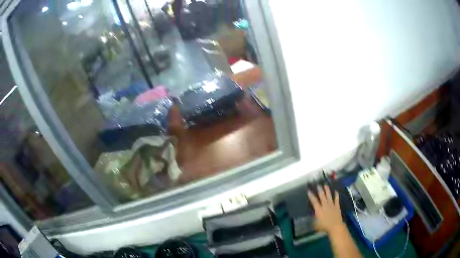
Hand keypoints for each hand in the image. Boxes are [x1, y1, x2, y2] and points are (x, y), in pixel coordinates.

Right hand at [307, 185, 344, 233]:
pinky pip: (336, 199)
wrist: (335, 226)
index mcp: (319, 210)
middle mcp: (325, 206)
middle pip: (322, 197)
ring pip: (329, 196)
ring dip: (327, 191)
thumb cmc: (324, 226)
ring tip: (325, 185)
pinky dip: (336, 195)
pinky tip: (336, 191)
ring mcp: (331, 205)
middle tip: (318, 185)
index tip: (309, 191)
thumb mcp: (315, 224)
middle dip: (320, 190)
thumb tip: (311, 215)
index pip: (314, 201)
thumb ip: (313, 219)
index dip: (311, 196)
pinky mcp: (337, 206)